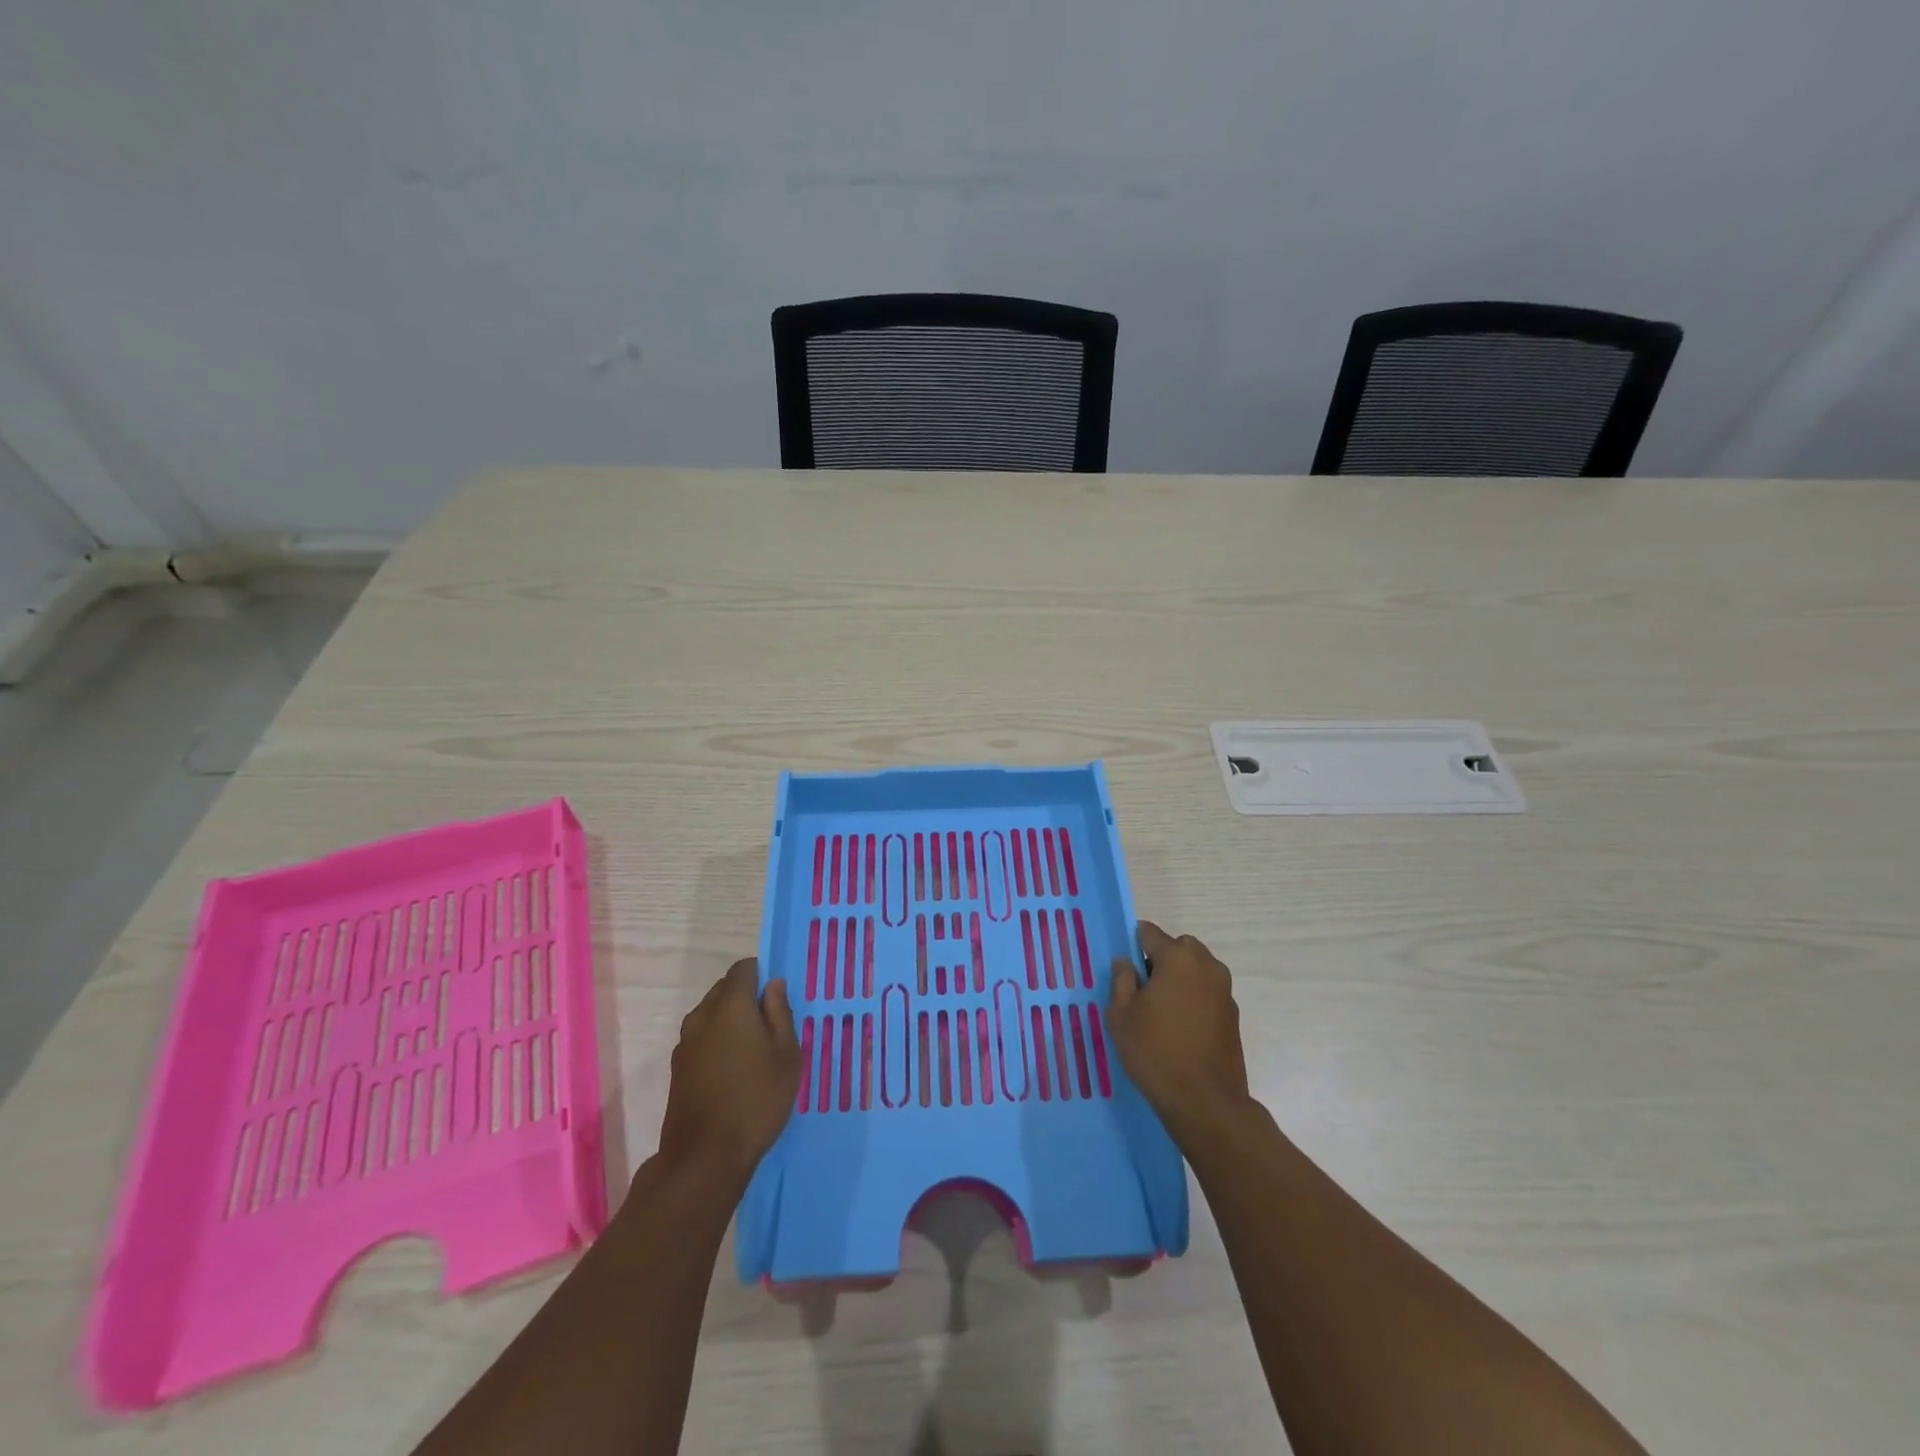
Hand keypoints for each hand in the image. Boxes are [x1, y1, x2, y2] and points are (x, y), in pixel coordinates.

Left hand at [654, 960, 800, 1188]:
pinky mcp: (678, 1068)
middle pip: (725, 989)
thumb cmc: (756, 1099)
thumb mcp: (786, 1054)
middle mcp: (702, 1016)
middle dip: (747, 997)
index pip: (744, 968)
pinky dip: (717, 1042)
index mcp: (730, 1005)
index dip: (763, 975)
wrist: (704, 1157)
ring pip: (711, 1015)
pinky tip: (733, 1071)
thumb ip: (780, 1013)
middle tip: (771, 1026)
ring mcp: (685, 1043)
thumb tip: (774, 985)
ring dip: (731, 1021)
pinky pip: (702, 1039)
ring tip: (753, 1051)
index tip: (778, 998)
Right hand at [1107, 921, 1251, 1142]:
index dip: (1133, 944)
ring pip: (1196, 968)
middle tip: (1143, 988)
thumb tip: (1125, 962)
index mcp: (1177, 958)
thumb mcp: (1121, 1016)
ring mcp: (1224, 990)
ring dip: (1179, 977)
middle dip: (1160, 958)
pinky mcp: (1233, 1014)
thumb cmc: (1155, 1052)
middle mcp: (1206, 966)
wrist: (1206, 1102)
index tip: (1123, 966)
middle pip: (1179, 946)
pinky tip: (1180, 1026)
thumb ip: (1121, 981)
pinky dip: (1194, 997)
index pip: (1149, 933)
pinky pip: (1207, 991)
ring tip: (1161, 1010)